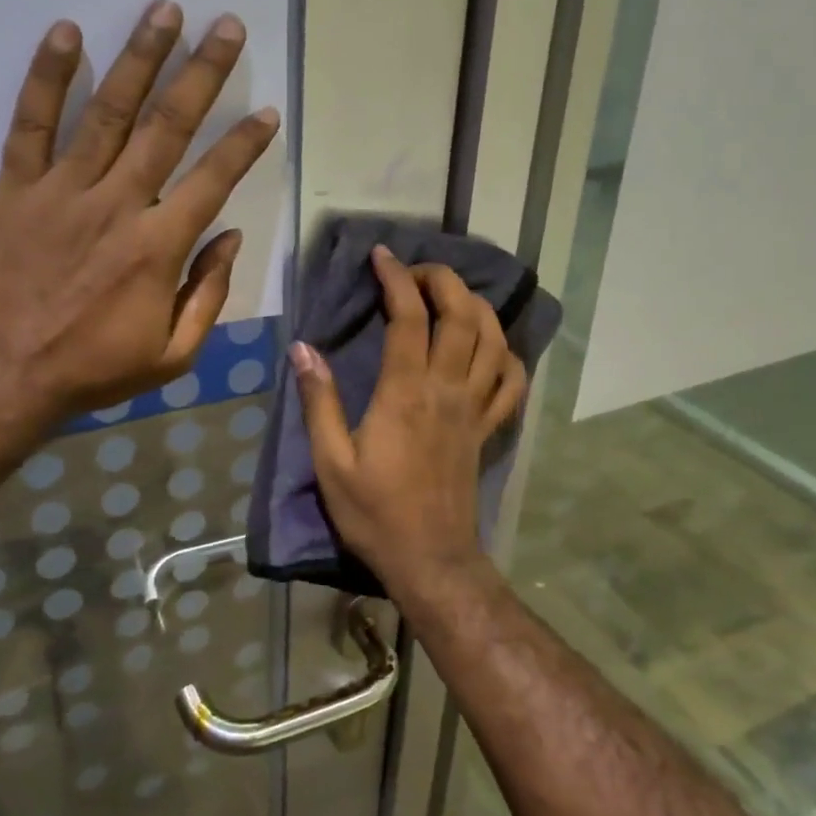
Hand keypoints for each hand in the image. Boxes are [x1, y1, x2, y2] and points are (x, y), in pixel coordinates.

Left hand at [0, 0, 279, 423]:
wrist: (5, 376)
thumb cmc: (95, 369)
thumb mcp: (173, 354)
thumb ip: (208, 293)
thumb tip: (230, 236)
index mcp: (158, 248)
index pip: (212, 180)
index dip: (244, 144)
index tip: (266, 112)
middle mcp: (117, 205)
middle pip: (167, 127)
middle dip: (202, 73)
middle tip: (225, 26)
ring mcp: (62, 191)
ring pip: (107, 112)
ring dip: (139, 58)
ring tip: (165, 11)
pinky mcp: (15, 190)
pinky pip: (30, 125)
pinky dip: (47, 78)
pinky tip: (65, 33)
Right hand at [290, 247, 527, 589]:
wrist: (430, 559)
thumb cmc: (374, 513)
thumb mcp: (331, 461)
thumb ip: (319, 401)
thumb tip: (303, 348)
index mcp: (405, 393)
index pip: (408, 318)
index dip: (397, 279)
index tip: (382, 256)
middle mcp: (447, 390)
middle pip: (461, 316)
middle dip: (444, 280)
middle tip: (418, 270)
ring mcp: (474, 409)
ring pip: (493, 341)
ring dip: (478, 306)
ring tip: (453, 294)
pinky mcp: (487, 430)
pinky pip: (512, 383)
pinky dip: (507, 355)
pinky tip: (492, 347)